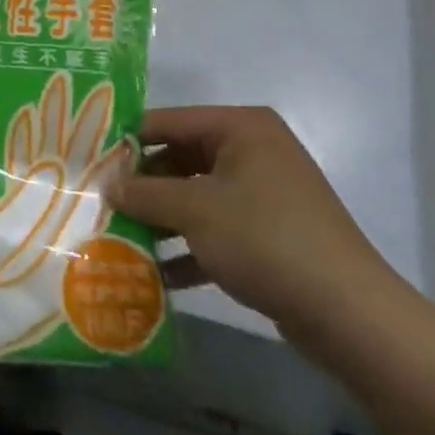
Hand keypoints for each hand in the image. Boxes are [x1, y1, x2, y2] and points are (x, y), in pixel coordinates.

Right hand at [105, 106, 399, 337]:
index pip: (168, 121)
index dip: (126, 141)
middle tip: (98, 203)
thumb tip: (107, 185)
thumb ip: (144, 193)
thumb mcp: (193, 209)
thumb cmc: (264, 238)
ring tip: (116, 237)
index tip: (87, 161)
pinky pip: (214, 231)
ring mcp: (263, 195)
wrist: (347, 313)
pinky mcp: (268, 235)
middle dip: (141, 186)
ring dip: (159, 220)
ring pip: (195, 198)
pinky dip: (187, 249)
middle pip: (179, 159)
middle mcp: (253, 152)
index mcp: (241, 129)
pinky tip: (154, 275)